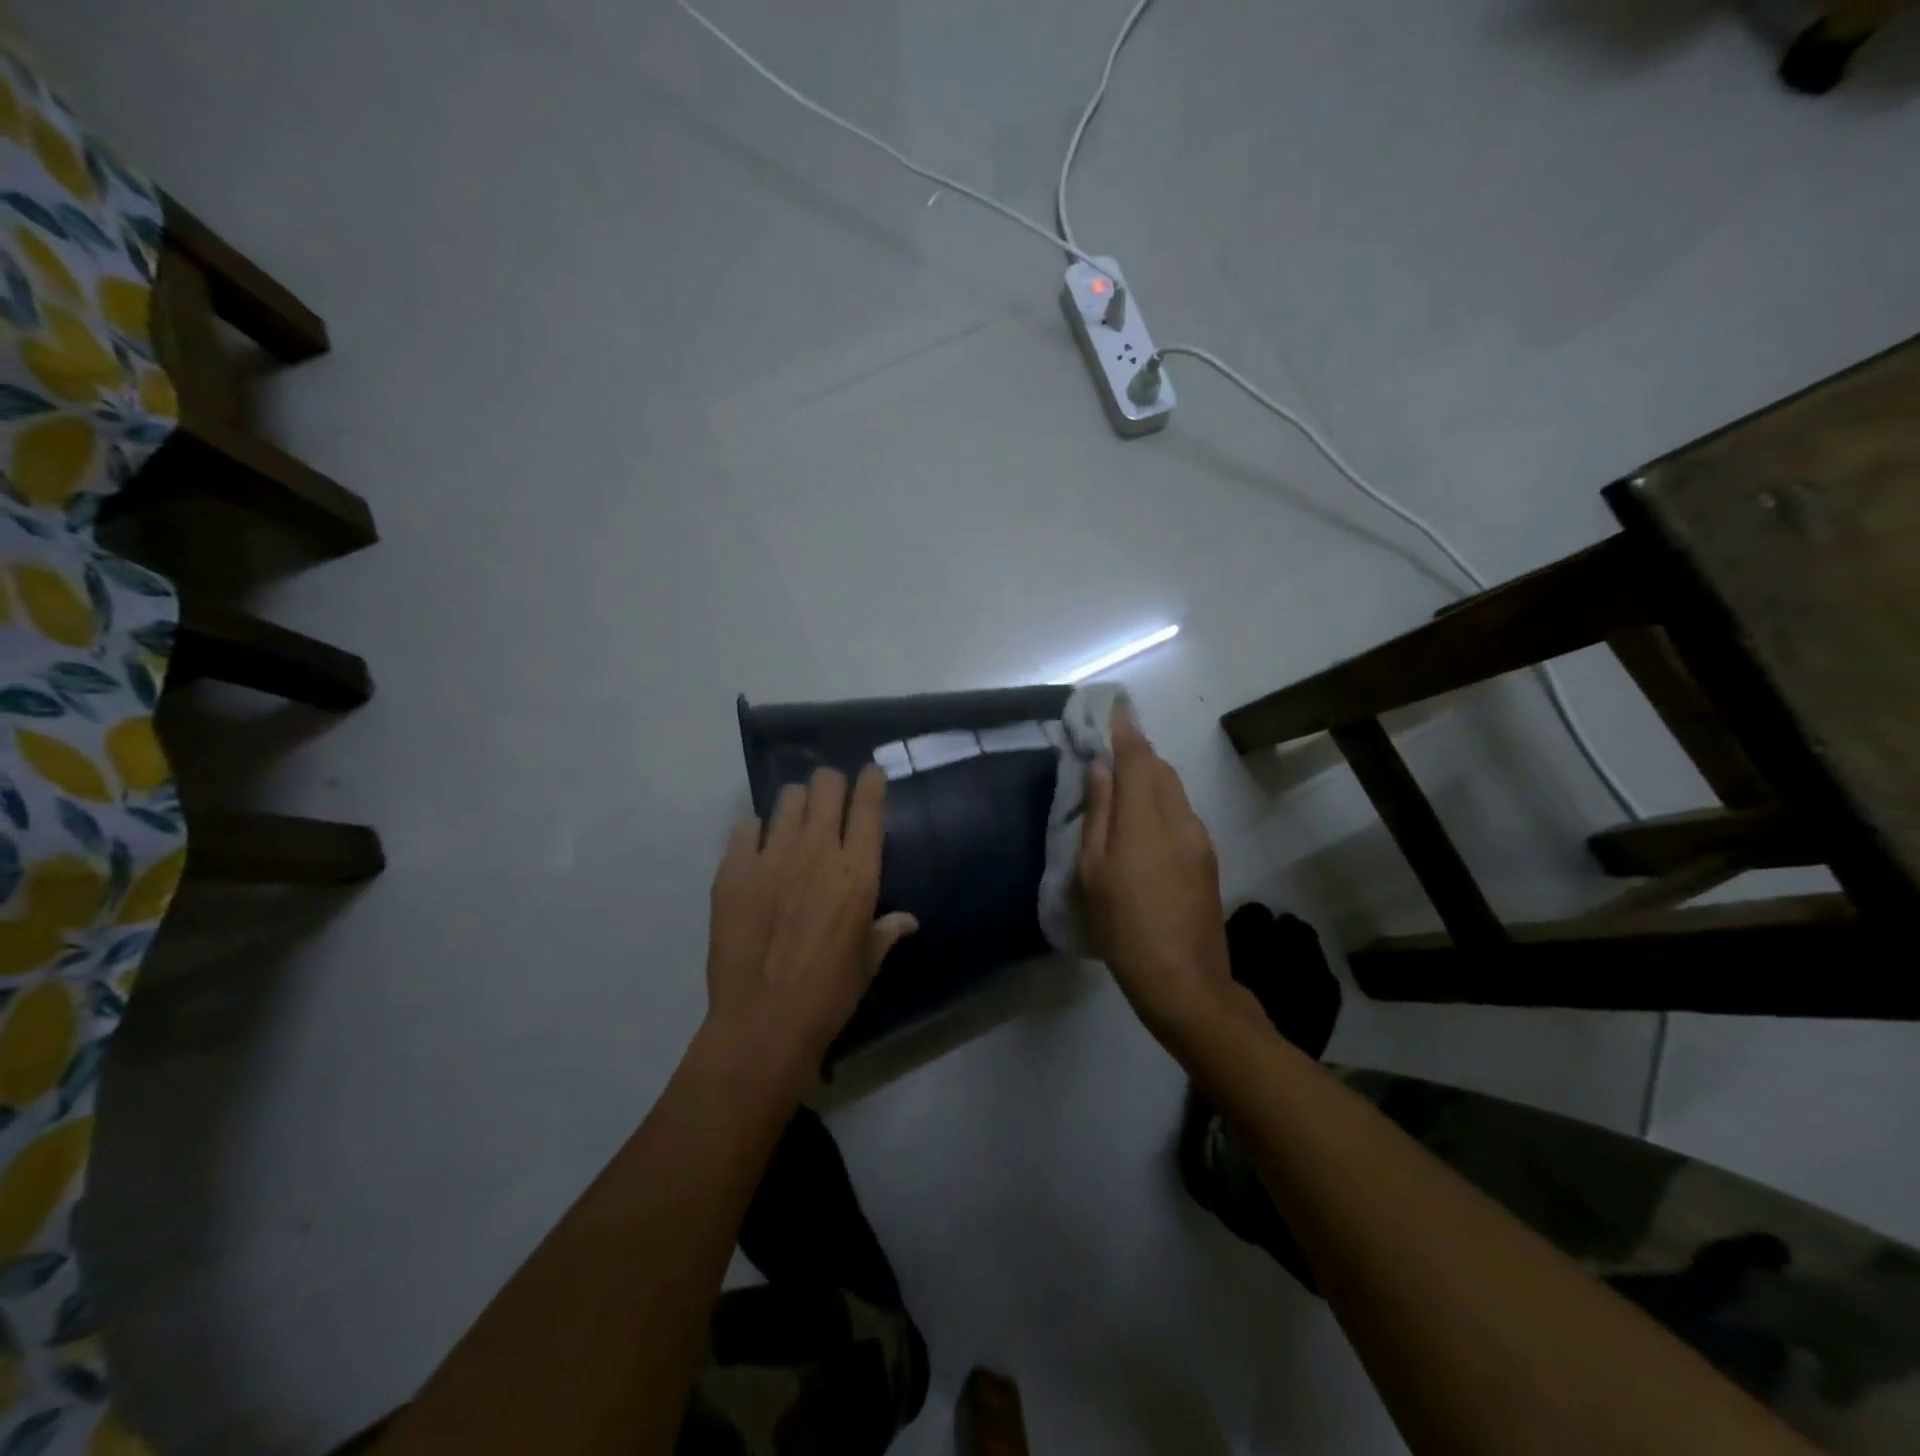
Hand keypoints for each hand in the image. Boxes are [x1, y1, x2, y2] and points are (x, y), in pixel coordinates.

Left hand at [705, 765, 917, 1082]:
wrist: (763, 1022)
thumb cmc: (829, 994)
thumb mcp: (868, 961)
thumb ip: (887, 930)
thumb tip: (907, 920)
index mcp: (858, 871)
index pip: (869, 802)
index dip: (872, 780)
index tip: (870, 776)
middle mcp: (817, 850)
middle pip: (825, 784)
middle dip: (831, 785)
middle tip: (830, 802)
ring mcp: (772, 856)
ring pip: (787, 797)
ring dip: (796, 804)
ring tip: (794, 823)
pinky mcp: (734, 869)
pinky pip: (745, 825)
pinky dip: (755, 829)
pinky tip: (758, 848)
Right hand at [1076, 709, 1241, 1046]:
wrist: (1184, 980)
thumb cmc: (1124, 925)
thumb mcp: (1094, 871)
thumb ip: (1099, 813)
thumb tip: (1101, 768)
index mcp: (1147, 818)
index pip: (1138, 756)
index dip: (1124, 729)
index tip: (1113, 707)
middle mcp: (1180, 818)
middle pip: (1160, 769)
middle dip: (1137, 752)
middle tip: (1109, 750)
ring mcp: (1199, 839)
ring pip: (1173, 790)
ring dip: (1150, 777)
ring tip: (1122, 786)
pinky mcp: (1207, 858)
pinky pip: (1181, 813)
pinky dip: (1160, 802)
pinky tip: (1143, 823)